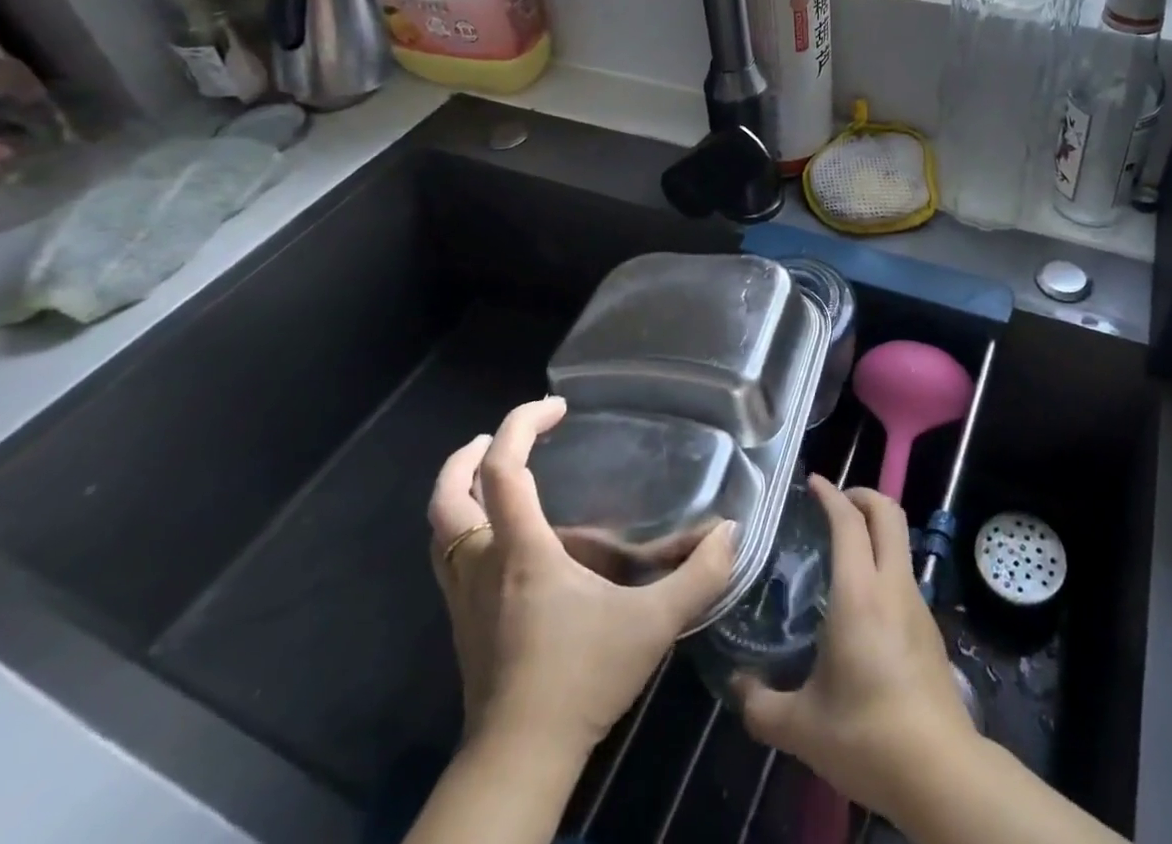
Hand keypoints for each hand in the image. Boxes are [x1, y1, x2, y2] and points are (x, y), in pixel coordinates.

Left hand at [428, 396, 736, 756]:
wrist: (518, 764)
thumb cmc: (581, 682)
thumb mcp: (652, 625)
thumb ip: (697, 576)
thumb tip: (731, 532)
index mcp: (521, 552)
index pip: (501, 470)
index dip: (522, 425)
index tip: (557, 407)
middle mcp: (483, 565)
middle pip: (447, 497)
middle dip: (467, 456)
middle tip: (500, 436)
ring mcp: (465, 598)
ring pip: (440, 530)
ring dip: (459, 491)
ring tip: (493, 474)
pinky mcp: (464, 625)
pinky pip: (450, 558)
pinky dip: (465, 528)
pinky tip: (502, 538)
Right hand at [734, 478, 976, 821]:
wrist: (941, 772)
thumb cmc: (867, 736)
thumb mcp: (802, 727)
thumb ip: (761, 705)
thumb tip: (736, 686)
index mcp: (860, 593)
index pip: (849, 521)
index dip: (832, 494)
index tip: (813, 482)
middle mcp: (892, 585)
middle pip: (888, 512)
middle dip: (862, 494)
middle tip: (833, 503)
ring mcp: (917, 603)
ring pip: (900, 540)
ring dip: (875, 527)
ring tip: (842, 547)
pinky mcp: (929, 626)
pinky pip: (904, 571)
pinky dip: (883, 559)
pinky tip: (860, 596)